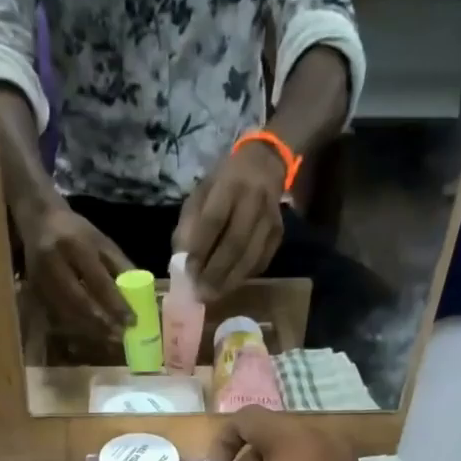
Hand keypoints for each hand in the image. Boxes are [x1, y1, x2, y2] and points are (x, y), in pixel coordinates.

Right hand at [18, 201, 132, 335]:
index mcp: (75, 246)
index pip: (98, 281)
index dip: (116, 304)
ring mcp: (40, 279)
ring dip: (89, 330)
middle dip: (101, 323)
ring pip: (66, 313)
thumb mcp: (102, 242)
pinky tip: (90, 333)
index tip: (132, 321)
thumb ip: (120, 267)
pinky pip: (57, 315)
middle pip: (79, 302)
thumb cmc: (77, 232)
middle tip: (120, 336)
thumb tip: (142, 296)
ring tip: (109, 339)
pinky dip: (75, 327)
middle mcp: (54, 263)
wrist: (39, 220)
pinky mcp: (34, 291)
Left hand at [173, 143, 285, 293]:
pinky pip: (261, 261)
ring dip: (230, 281)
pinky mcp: (279, 233)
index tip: (188, 272)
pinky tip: (229, 284)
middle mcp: (253, 200)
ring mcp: (270, 218)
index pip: (213, 220)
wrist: (264, 164)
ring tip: (213, 296)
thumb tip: (181, 263)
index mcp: (229, 185)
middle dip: (215, 272)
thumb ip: (188, 226)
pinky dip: (244, 277)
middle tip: (201, 294)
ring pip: (250, 257)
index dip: (200, 249)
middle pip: (235, 243)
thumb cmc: (223, 183)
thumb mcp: (200, 194)